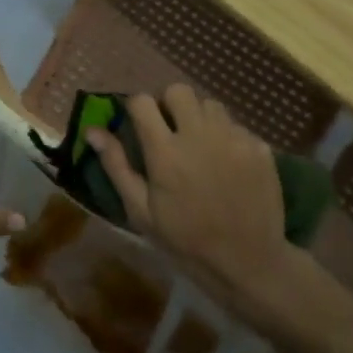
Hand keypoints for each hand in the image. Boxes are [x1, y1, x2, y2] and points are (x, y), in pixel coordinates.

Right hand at [86, 84, 298, 312]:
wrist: (247, 261)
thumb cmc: (185, 240)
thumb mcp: (141, 211)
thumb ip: (117, 166)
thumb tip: (93, 130)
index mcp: (165, 151)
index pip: (142, 102)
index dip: (136, 108)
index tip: (138, 124)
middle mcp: (199, 135)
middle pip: (178, 91)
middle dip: (169, 104)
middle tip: (170, 131)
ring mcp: (233, 138)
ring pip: (210, 104)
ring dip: (199, 118)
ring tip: (200, 146)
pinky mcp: (258, 146)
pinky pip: (236, 126)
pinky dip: (226, 137)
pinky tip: (226, 164)